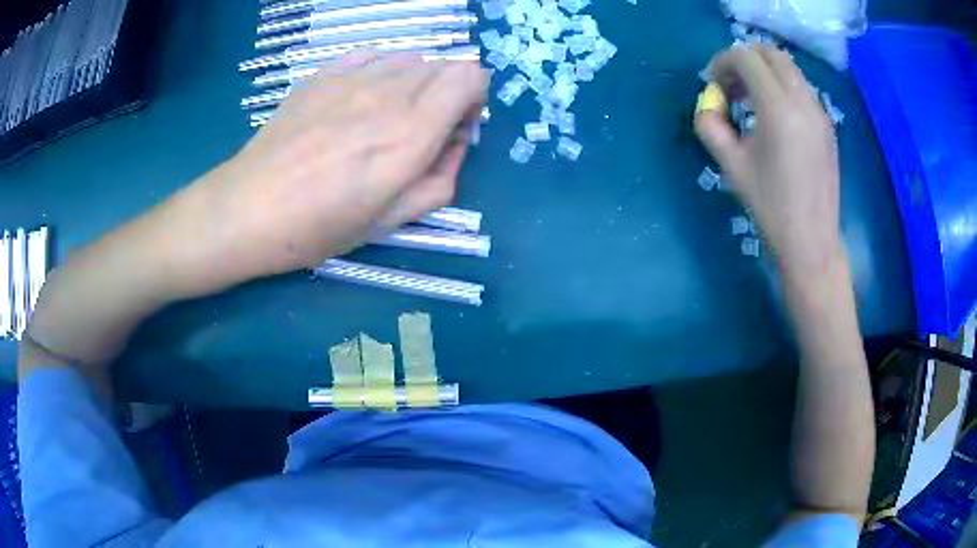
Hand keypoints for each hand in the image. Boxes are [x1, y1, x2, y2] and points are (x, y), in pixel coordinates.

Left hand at [192, 51, 487, 281]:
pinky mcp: (323, 74)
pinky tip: (357, 101)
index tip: (456, 127)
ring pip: (409, 59)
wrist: (248, 209)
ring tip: (385, 117)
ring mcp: (352, 77)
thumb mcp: (390, 223)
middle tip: (422, 129)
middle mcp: (388, 93)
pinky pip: (372, 57)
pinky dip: (379, 72)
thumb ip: (440, 181)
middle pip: (444, 64)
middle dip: (448, 93)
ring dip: (413, 83)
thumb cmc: (317, 226)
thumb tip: (455, 145)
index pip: (470, 77)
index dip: (474, 98)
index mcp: (410, 134)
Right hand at [694, 45, 841, 273]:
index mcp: (778, 108)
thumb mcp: (731, 166)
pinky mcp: (827, 125)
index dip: (722, 62)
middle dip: (745, 60)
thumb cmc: (770, 207)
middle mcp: (803, 101)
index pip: (746, 58)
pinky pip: (801, 87)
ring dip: (765, 71)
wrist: (811, 241)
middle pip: (770, 53)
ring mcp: (819, 112)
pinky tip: (774, 115)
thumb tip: (709, 104)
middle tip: (731, 85)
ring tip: (751, 100)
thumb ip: (710, 126)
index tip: (713, 83)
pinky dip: (782, 86)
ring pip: (789, 68)